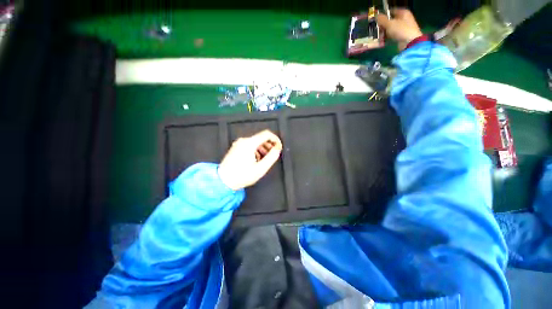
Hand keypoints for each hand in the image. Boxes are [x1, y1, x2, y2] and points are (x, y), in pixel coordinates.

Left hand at [218, 130, 282, 190]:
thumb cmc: (242, 175)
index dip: (275, 139)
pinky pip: (250, 145)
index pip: (267, 134)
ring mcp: (239, 144)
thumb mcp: (261, 168)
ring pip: (256, 141)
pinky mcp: (236, 148)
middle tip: (274, 154)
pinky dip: (256, 149)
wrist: (223, 180)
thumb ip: (271, 157)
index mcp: (250, 143)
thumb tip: (277, 149)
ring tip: (266, 158)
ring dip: (263, 148)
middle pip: (261, 137)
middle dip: (270, 145)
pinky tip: (257, 159)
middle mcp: (244, 140)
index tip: (279, 147)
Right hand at [376, 8, 422, 50]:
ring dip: (384, 32)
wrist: (410, 43)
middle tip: (376, 29)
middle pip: (390, 20)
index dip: (383, 15)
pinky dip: (387, 37)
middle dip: (383, 25)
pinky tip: (382, 40)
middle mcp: (404, 18)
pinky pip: (392, 34)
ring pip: (391, 28)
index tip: (377, 20)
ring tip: (378, 35)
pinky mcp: (402, 35)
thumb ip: (382, 19)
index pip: (391, 11)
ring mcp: (403, 27)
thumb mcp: (389, 24)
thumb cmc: (401, 30)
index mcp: (403, 12)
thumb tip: (376, 16)